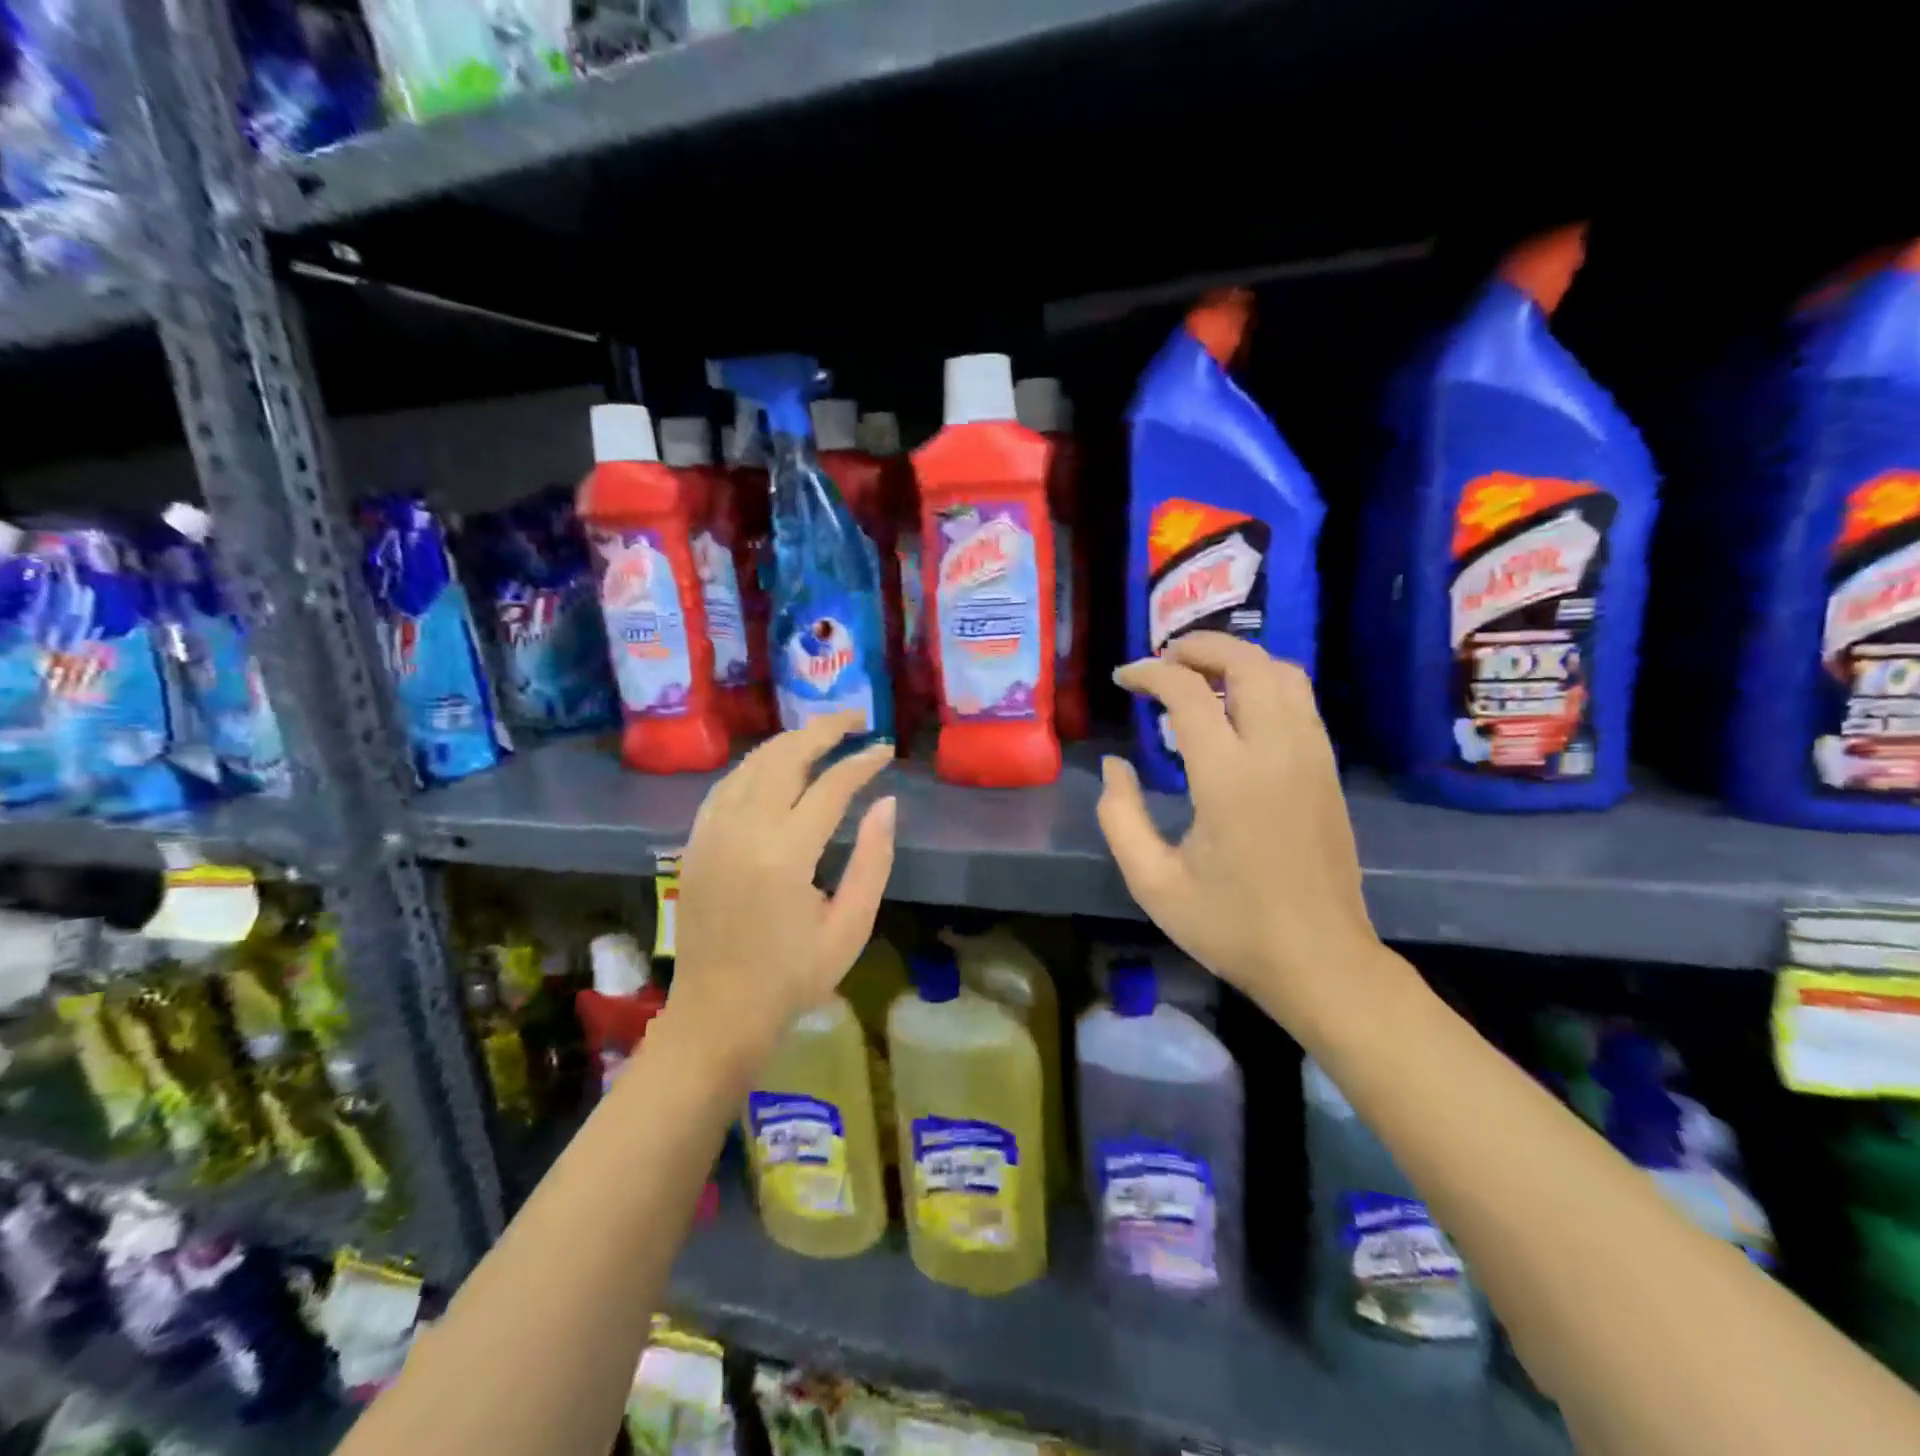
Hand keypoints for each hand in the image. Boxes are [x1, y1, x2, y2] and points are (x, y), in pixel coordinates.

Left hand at [670, 714, 896, 1060]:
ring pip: (751, 764)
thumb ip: (873, 860)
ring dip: (788, 742)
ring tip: (822, 734)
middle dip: (823, 730)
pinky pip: (726, 785)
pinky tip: (775, 765)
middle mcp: (743, 832)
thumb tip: (886, 803)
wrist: (717, 1013)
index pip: (830, 786)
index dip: (861, 762)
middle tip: (854, 720)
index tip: (885, 749)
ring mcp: (711, 833)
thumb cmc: (793, 977)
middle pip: (784, 757)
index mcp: (785, 856)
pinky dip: (755, 765)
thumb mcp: (850, 927)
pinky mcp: (695, 842)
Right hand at [1097, 632, 1381, 1029]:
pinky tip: (1238, 706)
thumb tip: (1115, 766)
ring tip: (1199, 673)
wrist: (1321, 961)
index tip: (1124, 679)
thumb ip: (1120, 817)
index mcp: (1228, 777)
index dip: (1150, 674)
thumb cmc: (1231, 927)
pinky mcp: (1328, 770)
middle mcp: (1276, 751)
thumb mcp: (1153, 883)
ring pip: (1283, 674)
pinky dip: (1266, 682)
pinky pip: (1301, 701)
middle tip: (1164, 660)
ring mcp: (1312, 757)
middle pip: (1247, 663)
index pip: (1188, 692)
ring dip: (1238, 659)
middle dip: (1201, 646)